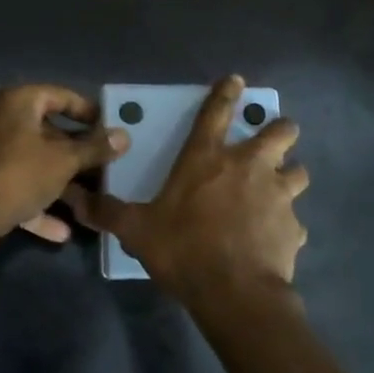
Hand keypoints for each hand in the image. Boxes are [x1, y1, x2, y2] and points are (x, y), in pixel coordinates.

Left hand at [0, 85, 128, 244]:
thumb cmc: (19, 175)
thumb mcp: (64, 161)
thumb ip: (95, 147)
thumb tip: (124, 136)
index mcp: (15, 101)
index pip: (58, 95)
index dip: (86, 110)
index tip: (108, 127)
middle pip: (44, 129)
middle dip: (74, 151)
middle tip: (101, 163)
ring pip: (31, 159)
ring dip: (58, 179)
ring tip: (87, 196)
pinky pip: (15, 182)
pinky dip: (36, 200)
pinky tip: (62, 230)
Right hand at [65, 74, 307, 310]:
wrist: (234, 292)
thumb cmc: (183, 249)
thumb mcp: (137, 230)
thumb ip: (108, 212)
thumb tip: (75, 200)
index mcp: (208, 158)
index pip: (218, 112)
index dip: (227, 92)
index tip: (237, 80)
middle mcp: (249, 166)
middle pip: (281, 131)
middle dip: (281, 130)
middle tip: (273, 140)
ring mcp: (278, 195)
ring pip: (299, 171)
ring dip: (290, 175)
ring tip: (280, 188)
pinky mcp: (294, 227)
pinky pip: (295, 221)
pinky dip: (286, 225)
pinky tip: (275, 238)